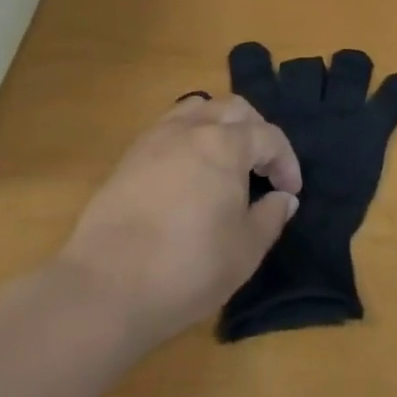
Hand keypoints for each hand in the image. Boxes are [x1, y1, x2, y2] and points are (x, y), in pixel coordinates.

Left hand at [55, 94, 301, 350]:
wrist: (106, 287)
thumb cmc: (188, 268)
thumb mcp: (245, 251)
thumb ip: (270, 217)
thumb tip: (282, 198)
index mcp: (226, 145)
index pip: (268, 136)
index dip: (286, 161)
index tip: (290, 191)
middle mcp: (192, 129)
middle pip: (233, 109)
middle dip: (256, 131)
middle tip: (262, 167)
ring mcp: (156, 139)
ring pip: (197, 109)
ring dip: (219, 125)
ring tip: (224, 159)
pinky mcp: (129, 157)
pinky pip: (168, 128)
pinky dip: (188, 137)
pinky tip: (188, 171)